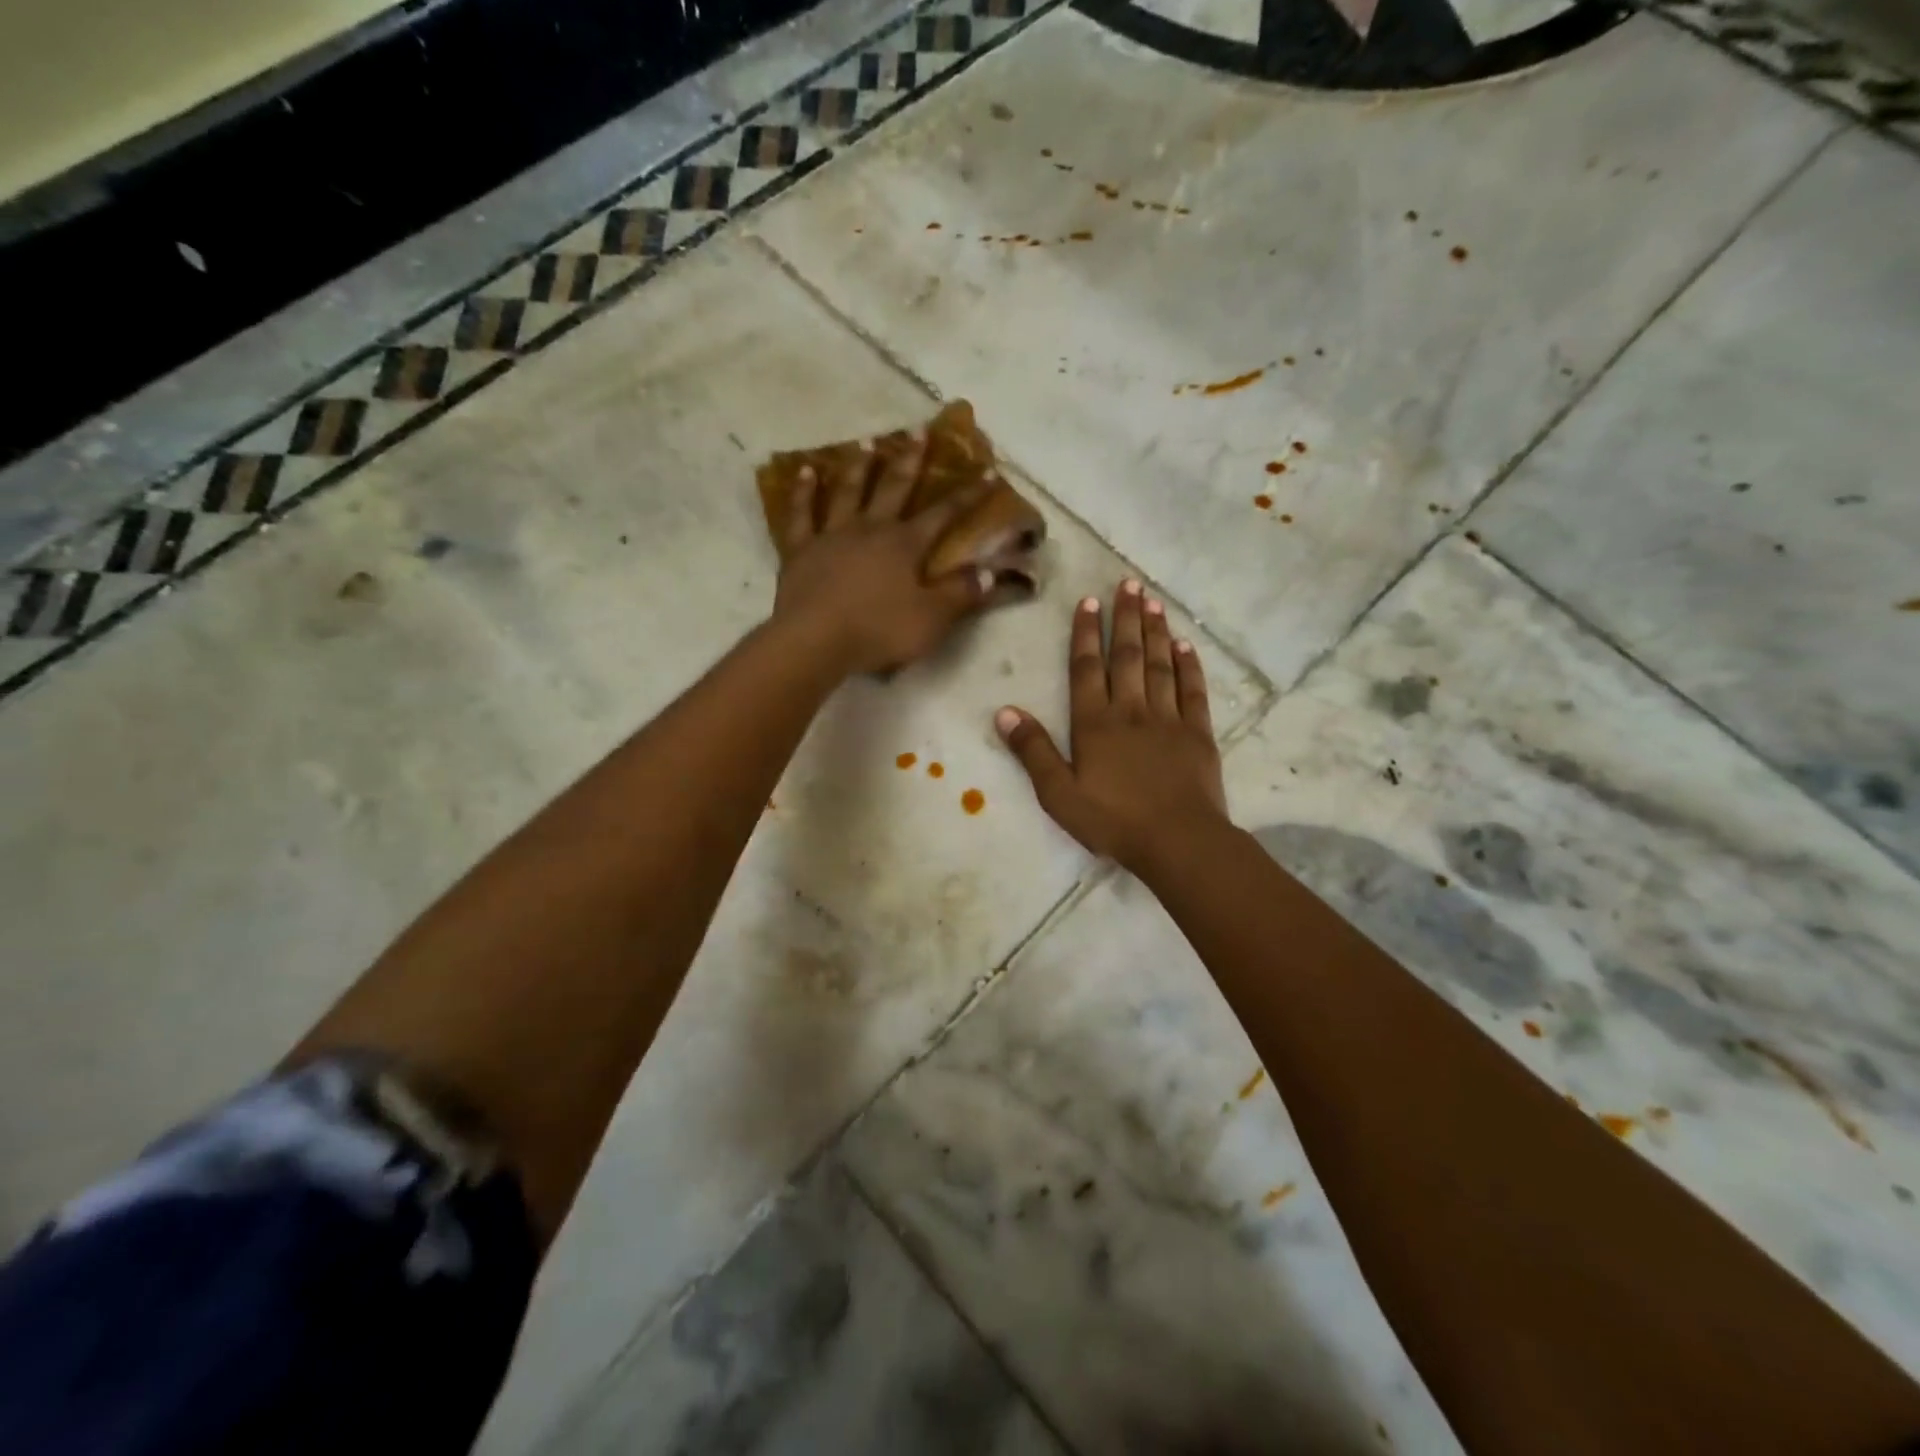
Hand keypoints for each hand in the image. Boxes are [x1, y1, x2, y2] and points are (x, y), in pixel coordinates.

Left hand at [771, 432, 993, 675]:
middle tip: (919, 430)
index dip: (968, 494)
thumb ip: (961, 594)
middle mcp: (871, 529)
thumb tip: (991, 573)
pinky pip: (800, 513)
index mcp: (905, 545)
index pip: (944, 514)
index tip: (987, 471)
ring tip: (865, 442)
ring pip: (847, 491)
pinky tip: (805, 470)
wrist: (816, 640)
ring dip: (858, 466)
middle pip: (894, 487)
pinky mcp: (800, 549)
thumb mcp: (931, 619)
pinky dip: (802, 491)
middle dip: (911, 460)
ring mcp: (832, 535)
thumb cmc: (878, 631)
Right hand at [996, 580, 1228, 871]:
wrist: (1178, 840)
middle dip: (1126, 619)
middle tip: (1129, 584)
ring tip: (1153, 602)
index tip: (1090, 601)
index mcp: (1095, 723)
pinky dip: (1189, 666)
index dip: (1087, 633)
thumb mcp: (1059, 794)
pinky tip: (1185, 646)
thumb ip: (1033, 751)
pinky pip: (1192, 691)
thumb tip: (1005, 712)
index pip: (1088, 668)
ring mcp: (1168, 719)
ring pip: (1160, 665)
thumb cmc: (1113, 820)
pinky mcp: (1198, 733)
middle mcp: (1131, 710)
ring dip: (1155, 632)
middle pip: (1128, 656)